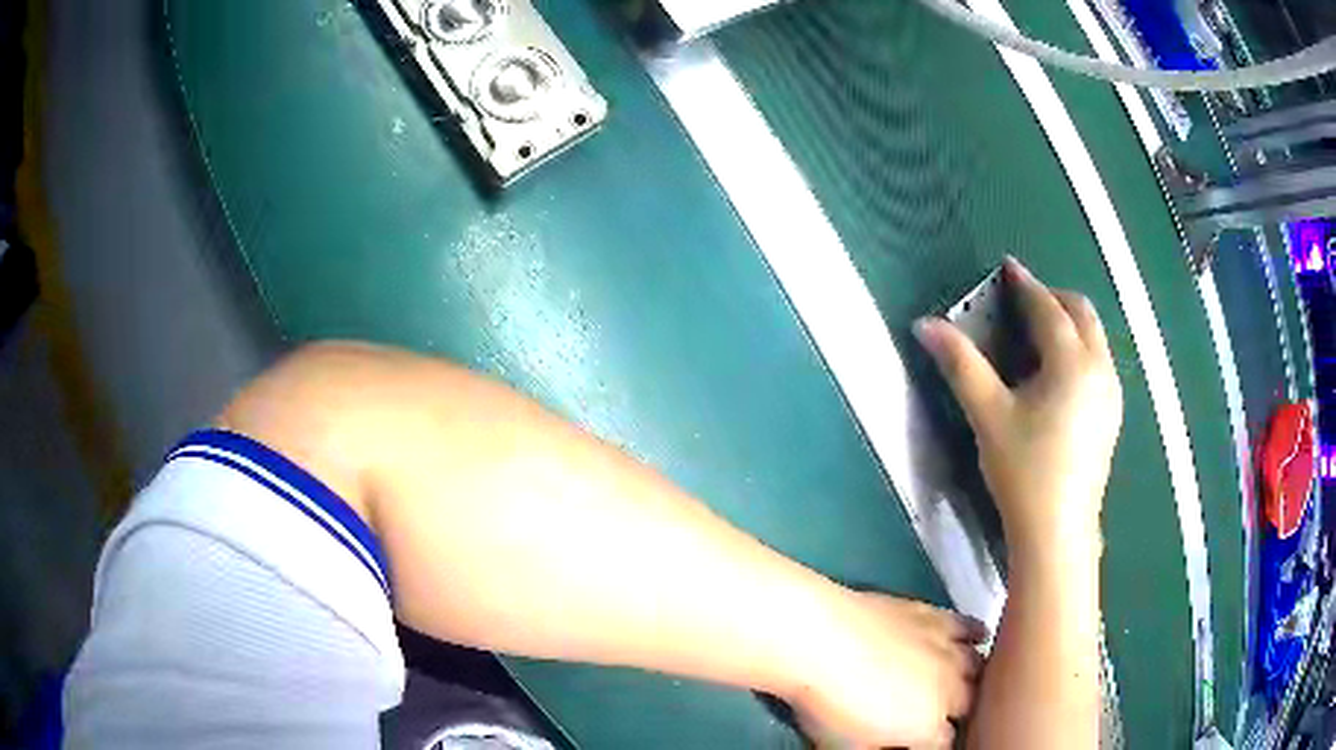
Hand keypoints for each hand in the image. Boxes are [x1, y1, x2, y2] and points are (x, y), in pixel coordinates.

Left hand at [784, 591, 986, 748]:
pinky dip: (974, 635)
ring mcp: (947, 650)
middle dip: (957, 713)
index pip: (944, 745)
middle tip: (935, 716)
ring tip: (958, 682)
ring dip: (970, 678)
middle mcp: (950, 690)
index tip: (920, 744)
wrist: (819, 639)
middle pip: (968, 705)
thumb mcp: (844, 746)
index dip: (933, 746)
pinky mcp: (937, 617)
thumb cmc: (827, 703)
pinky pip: (969, 626)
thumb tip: (888, 747)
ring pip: (977, 667)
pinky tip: (975, 638)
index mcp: (927, 728)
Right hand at [914, 259, 1121, 561]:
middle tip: (1024, 301)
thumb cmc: (1023, 470)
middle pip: (1082, 313)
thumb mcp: (988, 414)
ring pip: (1095, 337)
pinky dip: (1081, 349)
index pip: (1048, 307)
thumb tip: (925, 324)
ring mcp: (1111, 392)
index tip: (1008, 267)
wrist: (1057, 530)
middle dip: (1054, 297)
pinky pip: (1100, 362)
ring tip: (1040, 335)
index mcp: (1071, 361)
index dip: (1025, 284)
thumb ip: (960, 364)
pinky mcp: (1112, 415)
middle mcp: (1099, 368)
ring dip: (1070, 322)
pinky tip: (1059, 376)